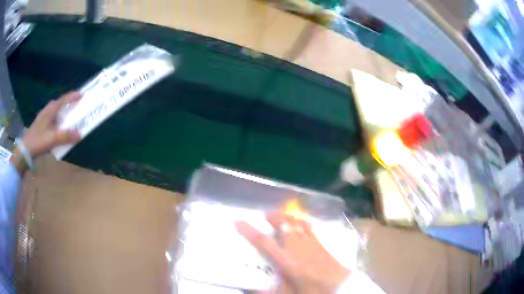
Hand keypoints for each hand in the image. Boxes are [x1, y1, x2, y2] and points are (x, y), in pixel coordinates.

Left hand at [11, 92, 81, 174]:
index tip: (81, 95)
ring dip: (60, 113)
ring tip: (66, 119)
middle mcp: (46, 111)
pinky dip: (56, 121)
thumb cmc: (38, 141)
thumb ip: (65, 136)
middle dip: (66, 104)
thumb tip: (80, 134)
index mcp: (50, 111)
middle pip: (58, 104)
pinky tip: (56, 129)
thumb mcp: (52, 139)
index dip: (72, 97)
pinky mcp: (40, 126)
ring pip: (53, 112)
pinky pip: (50, 119)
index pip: (63, 100)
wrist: (25, 150)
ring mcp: (42, 118)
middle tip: (73, 107)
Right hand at [236, 212, 349, 293]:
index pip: (263, 242)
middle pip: (283, 226)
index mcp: (286, 259)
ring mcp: (310, 243)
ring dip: (287, 218)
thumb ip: (271, 292)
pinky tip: (301, 222)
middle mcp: (296, 247)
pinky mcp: (321, 243)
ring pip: (296, 224)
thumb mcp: (288, 293)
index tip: (238, 221)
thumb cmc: (313, 290)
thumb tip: (255, 291)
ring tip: (280, 215)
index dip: (249, 231)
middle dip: (273, 217)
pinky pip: (309, 228)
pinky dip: (302, 223)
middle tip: (265, 214)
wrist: (340, 286)